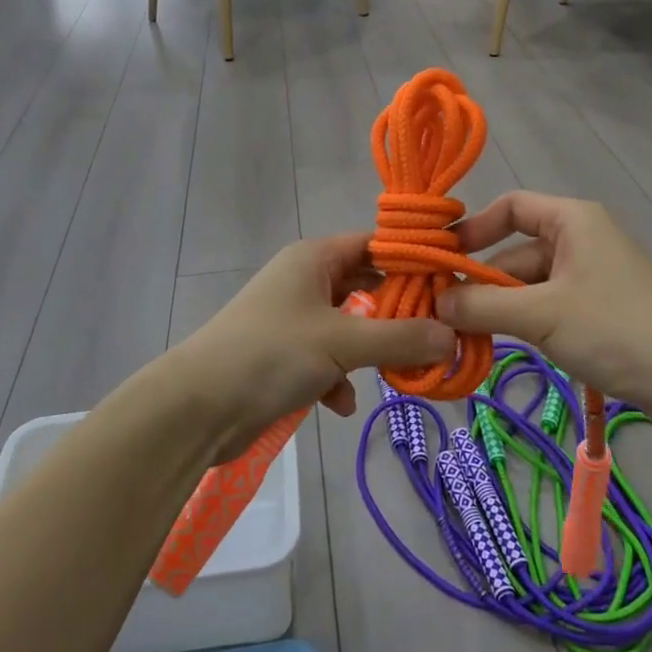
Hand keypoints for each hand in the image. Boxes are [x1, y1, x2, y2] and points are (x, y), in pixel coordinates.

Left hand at [171, 234, 456, 460]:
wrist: (198, 407)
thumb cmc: (271, 354)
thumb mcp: (342, 342)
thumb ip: (400, 338)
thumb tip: (453, 336)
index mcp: (314, 259)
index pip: (374, 245)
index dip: (412, 260)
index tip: (452, 283)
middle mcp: (303, 281)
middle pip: (364, 286)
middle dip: (398, 312)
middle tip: (440, 330)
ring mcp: (292, 319)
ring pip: (348, 327)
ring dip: (371, 349)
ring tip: (403, 370)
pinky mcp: (282, 356)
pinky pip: (325, 359)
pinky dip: (338, 378)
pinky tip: (341, 403)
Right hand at [437, 192, 651, 430]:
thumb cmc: (619, 330)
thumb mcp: (542, 315)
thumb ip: (482, 305)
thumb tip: (432, 304)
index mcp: (572, 221)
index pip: (510, 207)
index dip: (473, 229)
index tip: (440, 260)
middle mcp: (579, 242)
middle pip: (513, 251)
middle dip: (479, 281)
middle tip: (439, 314)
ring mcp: (588, 280)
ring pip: (526, 286)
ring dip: (496, 308)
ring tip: (460, 336)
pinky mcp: (595, 314)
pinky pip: (543, 310)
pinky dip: (518, 324)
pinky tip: (496, 346)